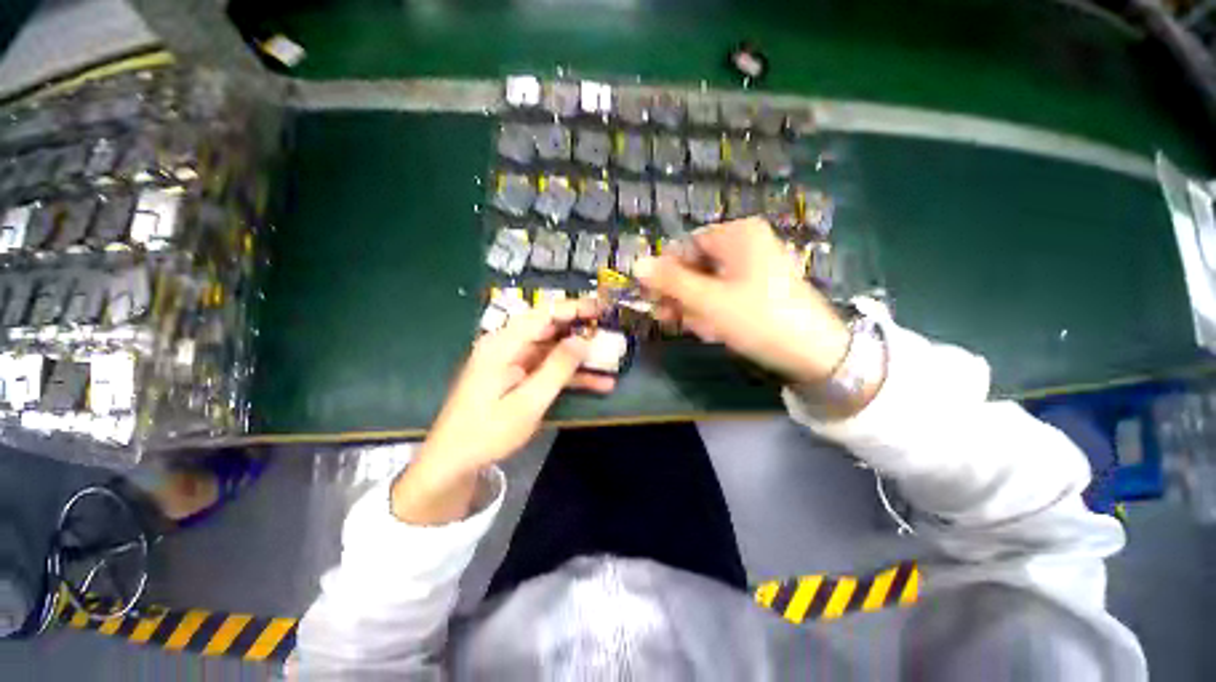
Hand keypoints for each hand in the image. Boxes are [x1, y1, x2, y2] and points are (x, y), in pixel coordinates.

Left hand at [392, 299, 613, 523]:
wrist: (455, 461)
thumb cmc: (488, 432)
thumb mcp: (528, 402)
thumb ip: (556, 369)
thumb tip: (582, 340)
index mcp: (502, 345)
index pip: (542, 315)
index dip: (573, 308)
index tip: (600, 307)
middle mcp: (507, 347)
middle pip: (549, 330)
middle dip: (581, 330)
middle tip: (610, 329)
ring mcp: (512, 363)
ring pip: (552, 351)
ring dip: (580, 358)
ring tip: (611, 360)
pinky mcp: (517, 377)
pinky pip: (547, 369)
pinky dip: (570, 375)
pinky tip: (597, 384)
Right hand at [634, 217, 849, 384]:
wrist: (814, 354)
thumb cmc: (757, 318)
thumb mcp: (707, 300)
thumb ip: (670, 282)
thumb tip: (637, 264)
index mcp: (738, 235)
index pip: (686, 246)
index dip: (666, 271)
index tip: (652, 297)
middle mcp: (746, 245)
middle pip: (696, 267)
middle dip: (680, 295)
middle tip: (667, 318)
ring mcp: (754, 268)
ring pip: (708, 285)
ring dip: (694, 308)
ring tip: (698, 329)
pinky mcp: (758, 290)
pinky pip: (723, 296)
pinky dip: (712, 312)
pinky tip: (713, 331)